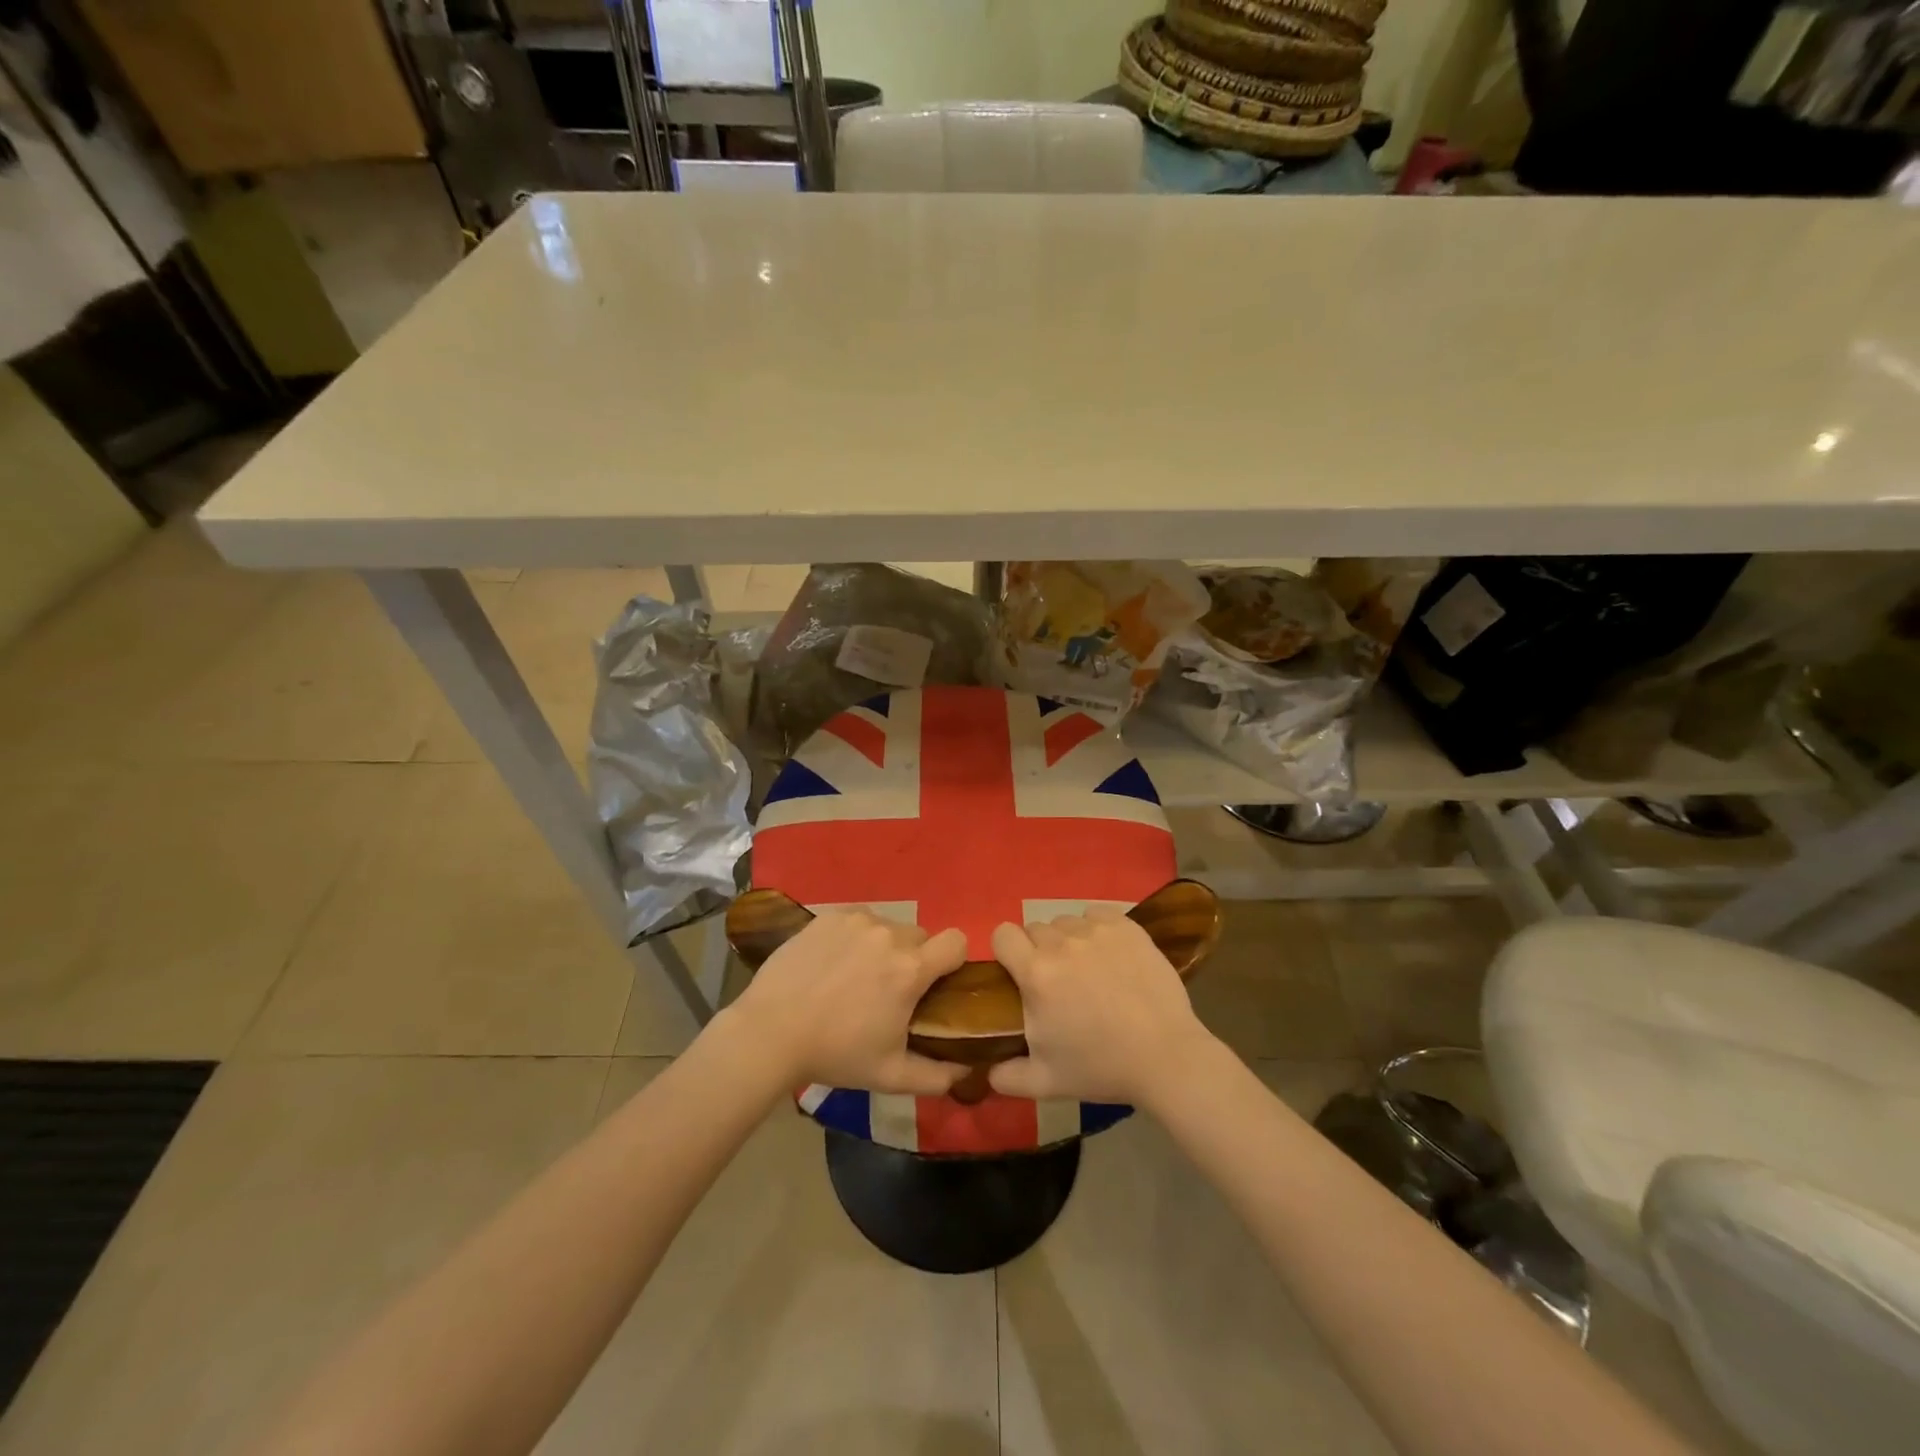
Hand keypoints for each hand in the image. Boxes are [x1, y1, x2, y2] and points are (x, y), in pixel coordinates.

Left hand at [723, 909, 969, 1095]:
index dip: (952, 961)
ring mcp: (857, 920)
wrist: (769, 1032)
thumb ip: (937, 1076)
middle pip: (920, 937)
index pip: (956, 942)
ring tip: (855, 978)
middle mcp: (889, 934)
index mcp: (910, 968)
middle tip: (889, 990)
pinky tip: (832, 964)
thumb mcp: (891, 1076)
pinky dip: (854, 938)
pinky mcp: (828, 916)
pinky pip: (857, 921)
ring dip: (883, 947)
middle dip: (913, 959)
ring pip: (887, 927)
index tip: (936, 984)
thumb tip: (965, 1071)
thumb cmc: (835, 1053)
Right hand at [988, 907, 1217, 1107]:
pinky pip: (1096, 915)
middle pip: (1035, 929)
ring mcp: (1097, 931)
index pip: (1003, 934)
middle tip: (1057, 981)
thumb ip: (1007, 1076)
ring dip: (1068, 940)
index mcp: (1036, 974)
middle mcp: (1062, 943)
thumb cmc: (1102, 1068)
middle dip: (1039, 950)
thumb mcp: (1045, 1082)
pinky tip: (1109, 955)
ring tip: (1087, 969)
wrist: (1166, 1057)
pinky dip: (1096, 929)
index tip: (1018, 973)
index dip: (1006, 951)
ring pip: (1066, 921)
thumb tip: (986, 1071)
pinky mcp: (1127, 926)